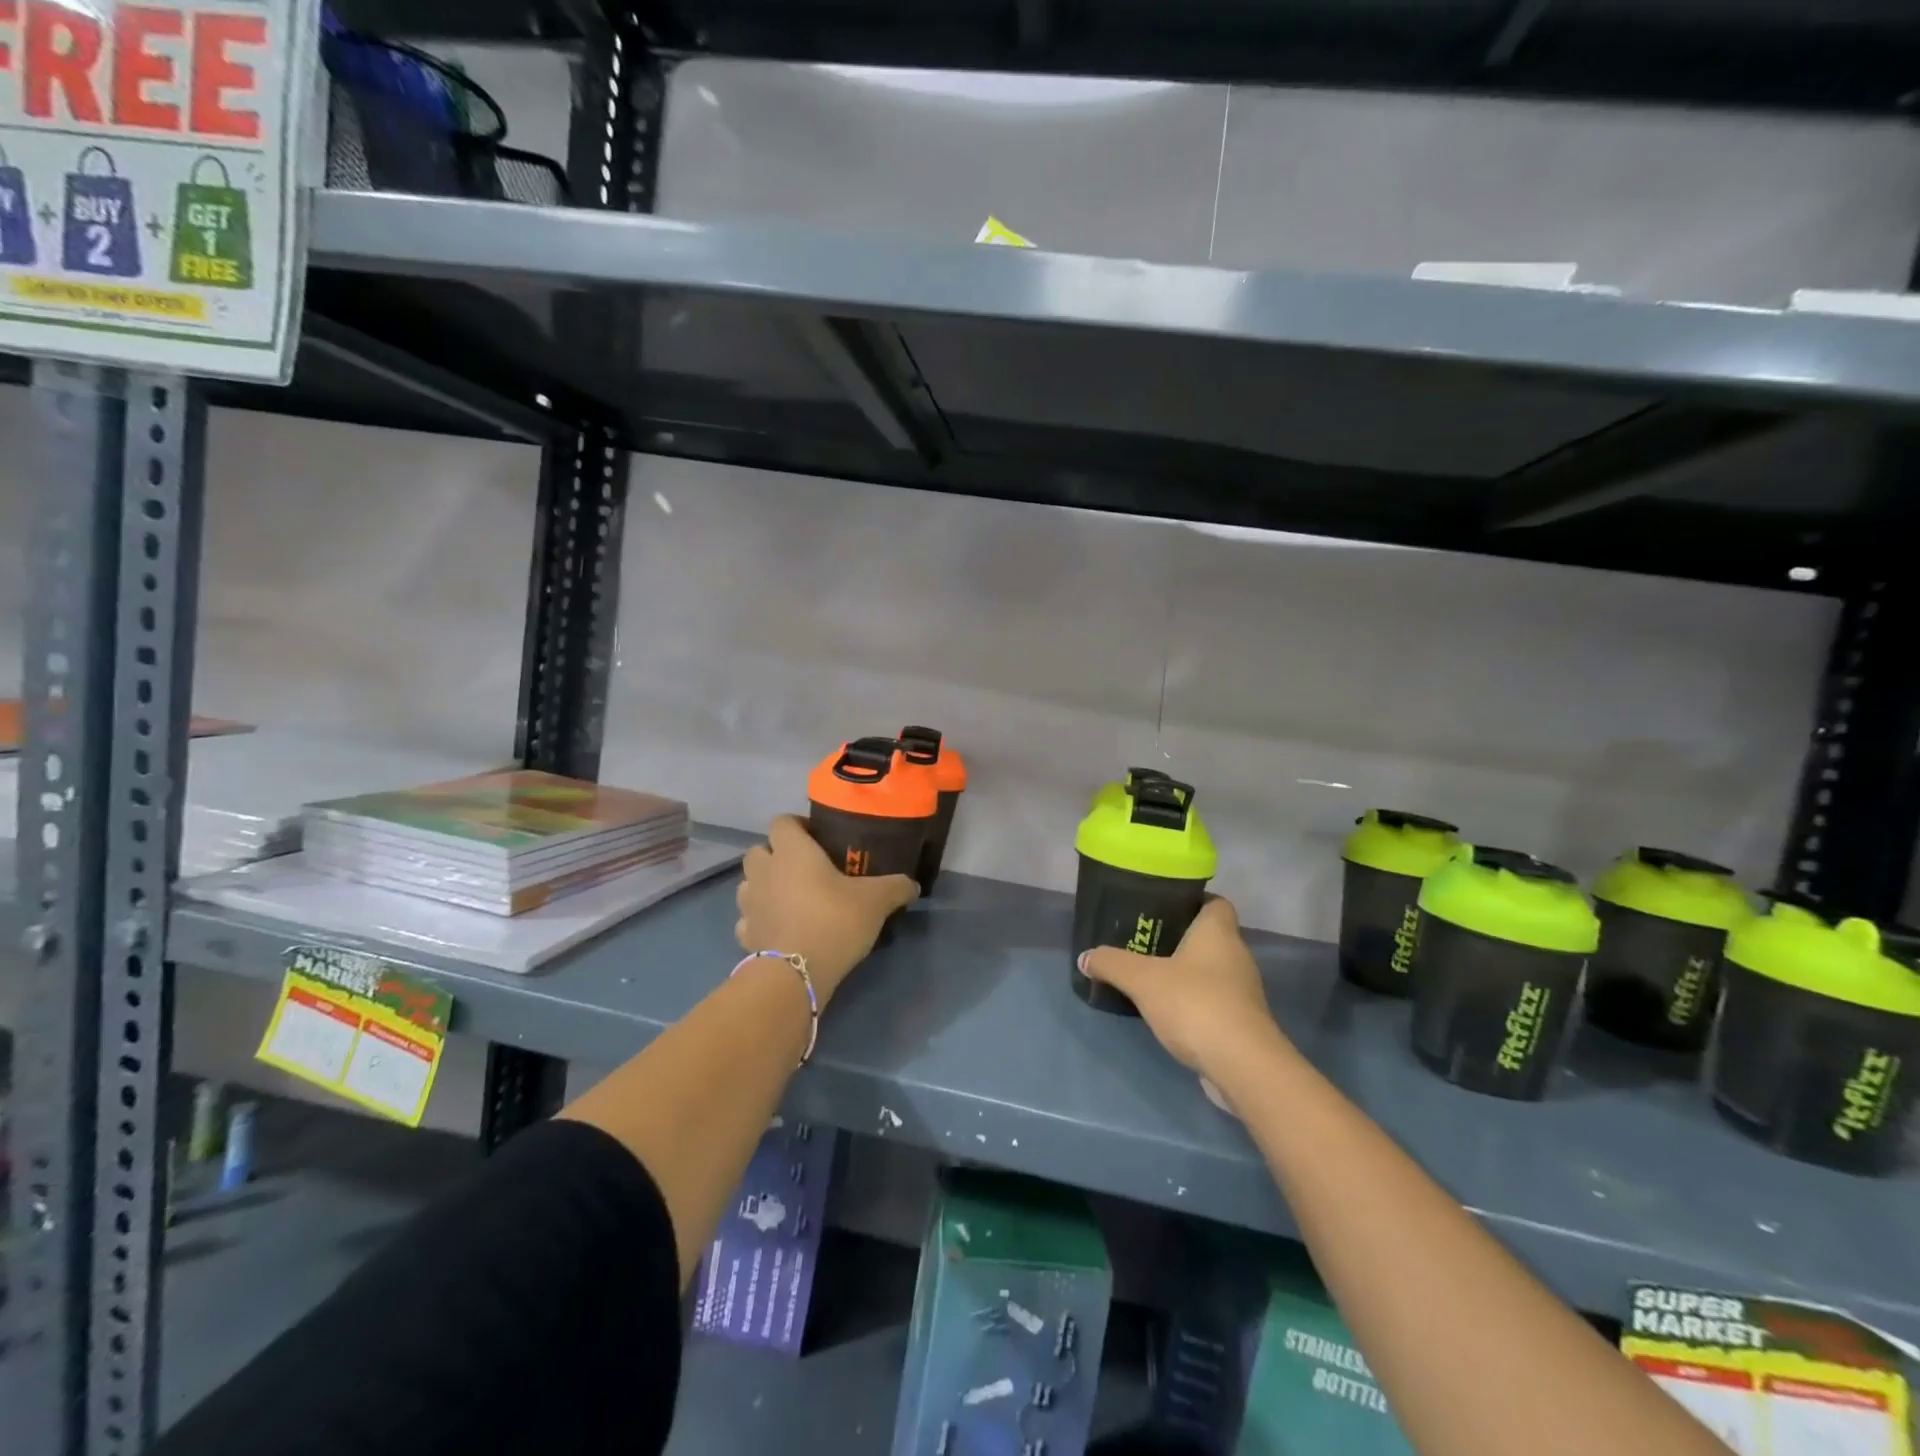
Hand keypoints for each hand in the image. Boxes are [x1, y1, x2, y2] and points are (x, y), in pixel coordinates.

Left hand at [736, 815, 917, 1004]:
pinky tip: (780, 929)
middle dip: (776, 856)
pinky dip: (760, 920)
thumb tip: (912, 885)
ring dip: (764, 886)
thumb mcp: (876, 900)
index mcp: (792, 851)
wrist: (797, 973)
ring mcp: (749, 904)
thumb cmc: (834, 920)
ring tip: (790, 899)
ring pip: (749, 884)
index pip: (781, 822)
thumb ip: (896, 887)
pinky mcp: (745, 935)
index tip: (817, 838)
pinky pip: (747, 919)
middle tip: (804, 869)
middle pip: (759, 851)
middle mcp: (764, 871)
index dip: (797, 826)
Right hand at [1079, 897, 1278, 1085]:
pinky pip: (1213, 1000)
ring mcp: (1242, 991)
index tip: (1161, 909)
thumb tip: (1086, 957)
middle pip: (1208, 937)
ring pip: (1210, 971)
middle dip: (1178, 939)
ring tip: (1148, 977)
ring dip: (1184, 973)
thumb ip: (1112, 964)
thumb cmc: (1195, 1003)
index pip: (1214, 903)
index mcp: (1218, 932)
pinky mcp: (1241, 1022)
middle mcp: (1236, 955)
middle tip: (1142, 942)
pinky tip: (1166, 1011)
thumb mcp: (1142, 979)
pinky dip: (1192, 1002)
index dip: (1191, 902)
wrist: (1242, 1065)